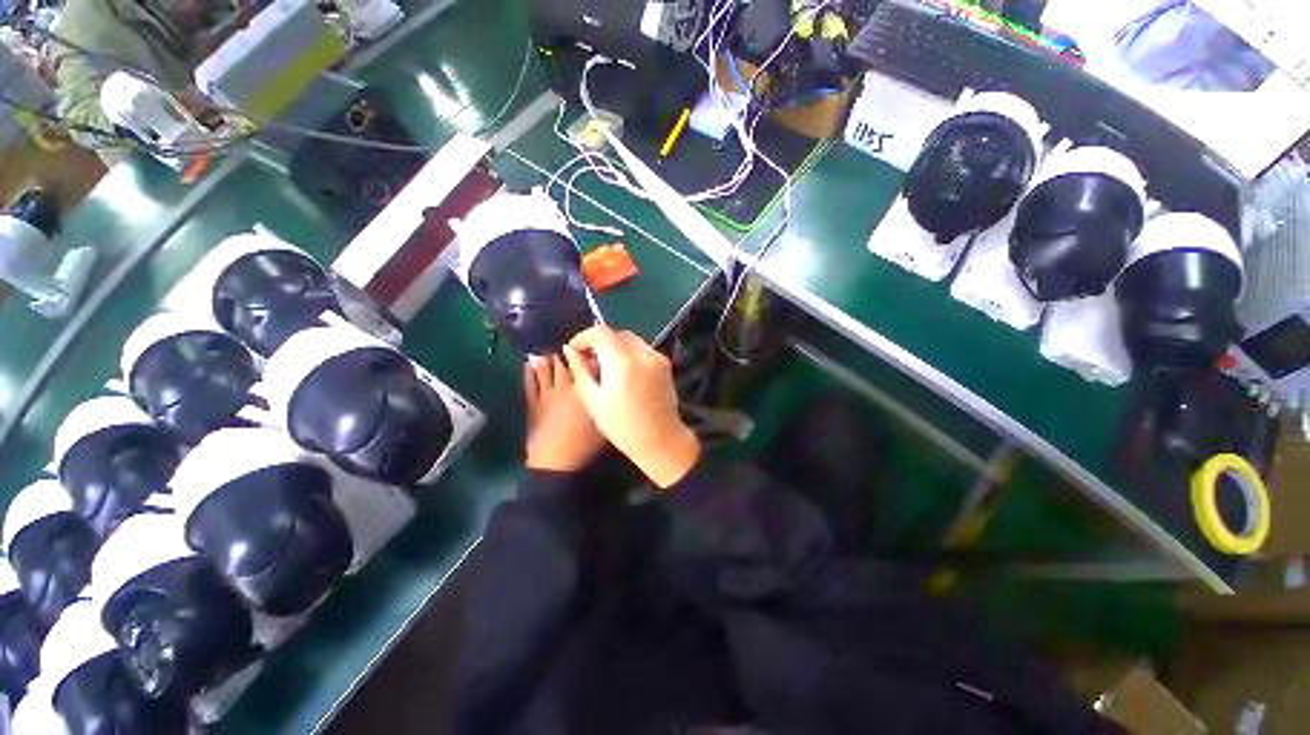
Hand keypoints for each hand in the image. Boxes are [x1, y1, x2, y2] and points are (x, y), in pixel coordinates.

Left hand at [524, 356, 605, 472]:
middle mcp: (565, 386)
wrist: (555, 462)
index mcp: (583, 389)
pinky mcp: (533, 402)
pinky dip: (529, 371)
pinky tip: (529, 362)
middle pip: (565, 362)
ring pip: (546, 368)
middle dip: (568, 351)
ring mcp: (546, 393)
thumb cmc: (585, 443)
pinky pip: (530, 382)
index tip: (593, 347)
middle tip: (571, 345)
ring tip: (551, 349)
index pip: (587, 364)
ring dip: (548, 357)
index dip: (590, 352)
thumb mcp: (603, 420)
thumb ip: (604, 398)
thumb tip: (608, 383)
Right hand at [562, 326, 699, 488]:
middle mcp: (642, 353)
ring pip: (630, 339)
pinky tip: (623, 371)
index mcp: (622, 362)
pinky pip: (642, 348)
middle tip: (588, 359)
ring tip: (605, 365)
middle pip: (616, 333)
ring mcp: (657, 357)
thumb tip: (569, 349)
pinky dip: (629, 352)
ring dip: (614, 346)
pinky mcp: (665, 363)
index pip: (601, 332)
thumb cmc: (621, 426)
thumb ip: (580, 370)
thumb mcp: (593, 400)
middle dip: (599, 341)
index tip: (575, 350)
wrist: (661, 439)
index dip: (584, 337)